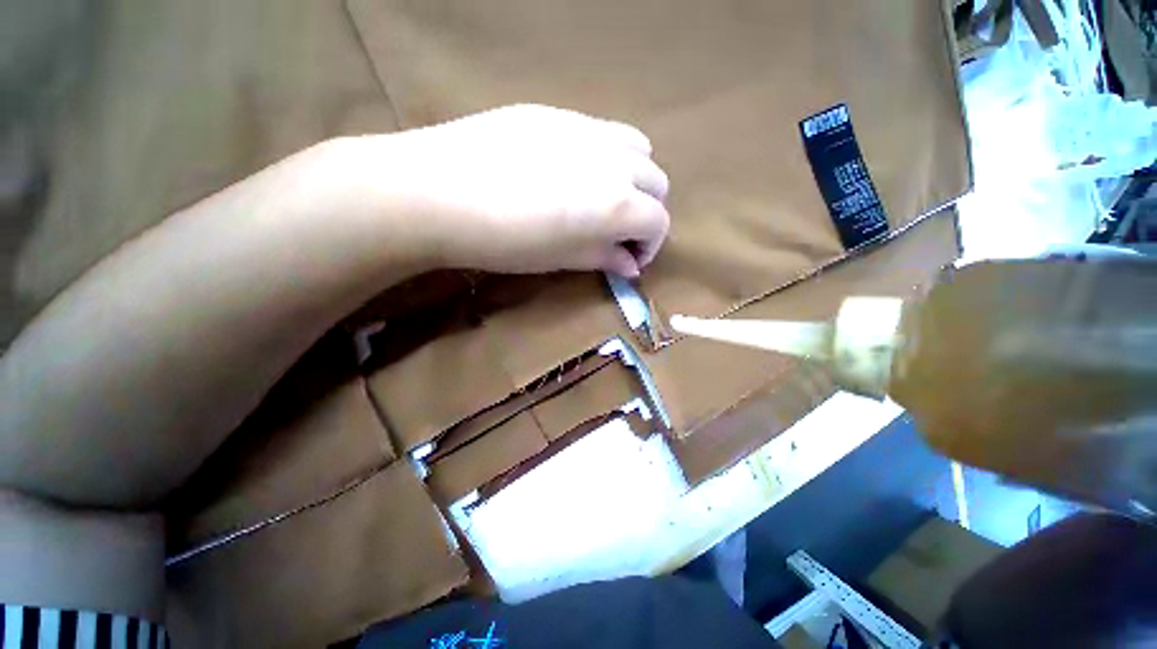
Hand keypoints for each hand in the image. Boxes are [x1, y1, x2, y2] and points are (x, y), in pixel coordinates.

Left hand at [352, 105, 670, 277]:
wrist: (438, 191)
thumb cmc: (505, 241)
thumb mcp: (561, 259)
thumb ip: (603, 257)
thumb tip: (630, 265)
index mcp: (618, 203)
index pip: (658, 222)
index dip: (649, 245)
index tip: (629, 259)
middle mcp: (615, 161)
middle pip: (656, 182)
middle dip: (646, 211)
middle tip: (618, 231)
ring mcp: (586, 129)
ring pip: (637, 149)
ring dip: (632, 178)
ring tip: (603, 197)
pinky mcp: (557, 113)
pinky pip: (602, 130)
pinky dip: (606, 155)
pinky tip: (573, 171)